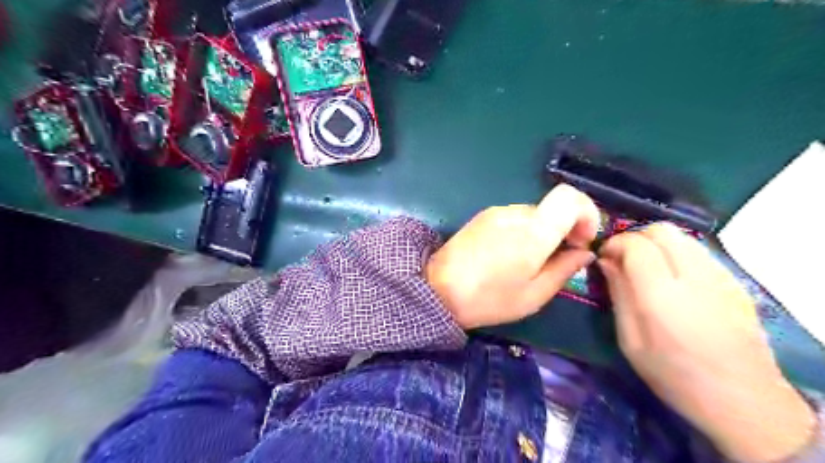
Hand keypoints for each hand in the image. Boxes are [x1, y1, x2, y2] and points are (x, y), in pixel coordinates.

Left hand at [425, 185, 599, 328]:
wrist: (436, 290)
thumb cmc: (488, 299)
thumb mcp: (534, 295)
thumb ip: (564, 269)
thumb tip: (584, 252)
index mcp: (533, 231)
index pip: (570, 197)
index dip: (587, 213)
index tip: (581, 241)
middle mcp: (515, 212)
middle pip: (552, 209)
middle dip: (563, 230)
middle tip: (556, 260)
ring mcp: (495, 212)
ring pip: (533, 214)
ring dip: (541, 233)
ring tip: (527, 263)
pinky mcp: (482, 216)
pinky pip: (513, 217)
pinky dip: (522, 231)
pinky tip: (508, 256)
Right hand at [596, 222, 812, 461]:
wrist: (742, 399)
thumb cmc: (674, 374)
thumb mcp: (630, 340)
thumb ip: (618, 294)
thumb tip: (606, 261)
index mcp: (662, 295)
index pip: (636, 244)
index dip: (615, 244)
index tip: (605, 258)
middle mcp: (694, 277)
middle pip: (661, 231)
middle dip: (636, 238)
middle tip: (624, 260)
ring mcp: (720, 277)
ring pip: (682, 237)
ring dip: (657, 244)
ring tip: (647, 268)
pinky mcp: (734, 282)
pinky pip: (698, 251)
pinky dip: (677, 253)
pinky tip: (674, 279)